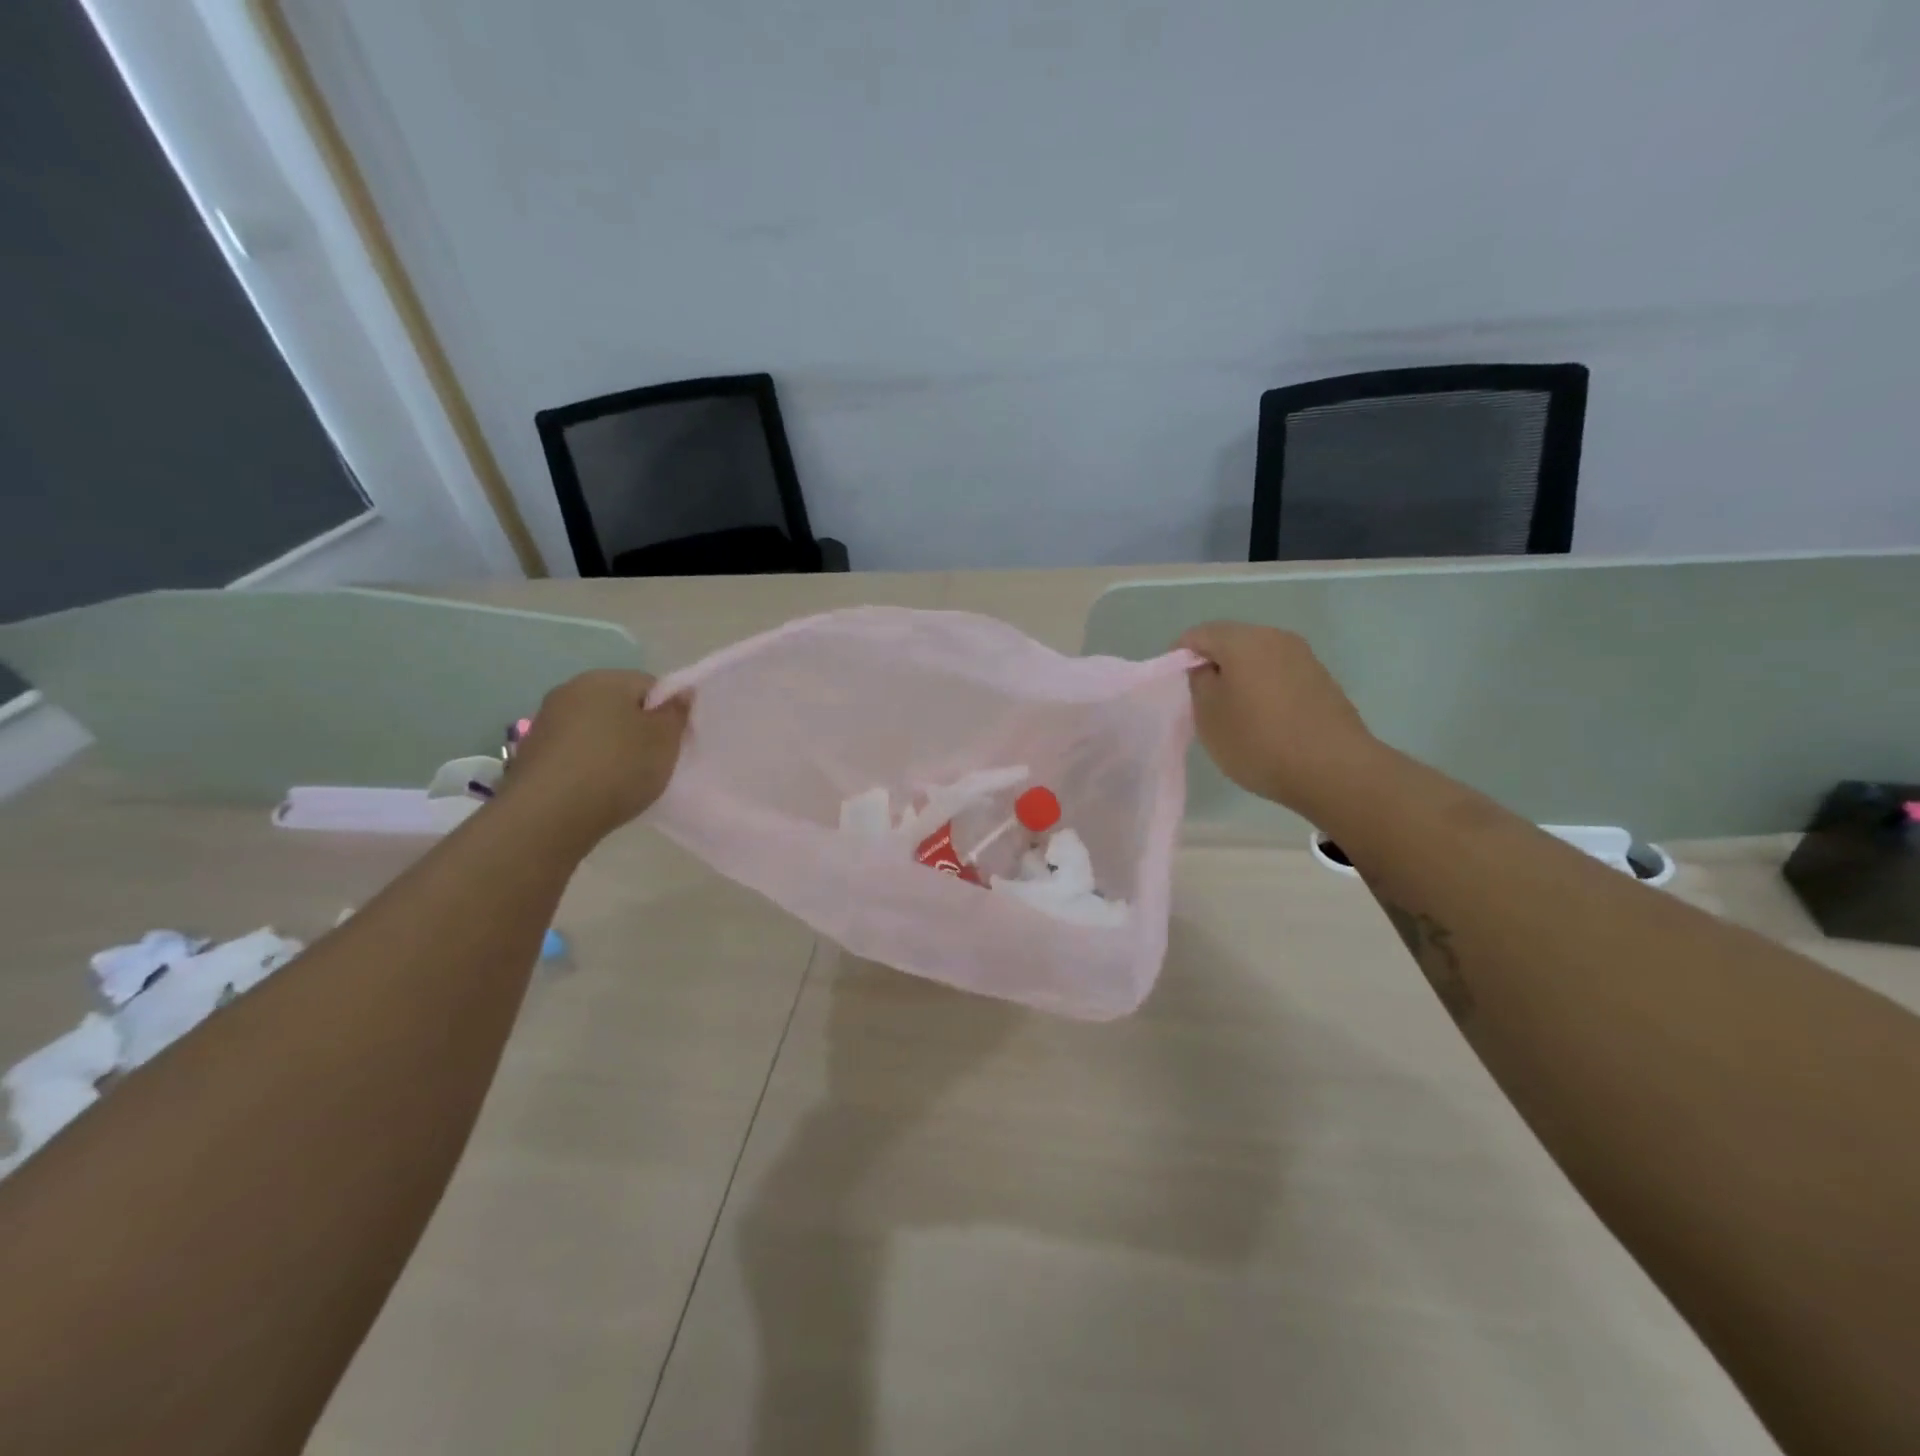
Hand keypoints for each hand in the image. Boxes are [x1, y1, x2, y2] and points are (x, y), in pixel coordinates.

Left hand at [498, 670, 689, 845]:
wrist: (548, 815)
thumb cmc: (618, 768)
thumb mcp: (665, 741)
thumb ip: (677, 712)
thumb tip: (680, 693)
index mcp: (605, 679)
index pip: (650, 686)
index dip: (667, 713)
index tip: (673, 743)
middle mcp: (570, 690)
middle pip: (619, 705)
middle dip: (637, 729)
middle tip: (653, 762)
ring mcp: (546, 721)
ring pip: (595, 729)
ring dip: (611, 747)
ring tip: (623, 780)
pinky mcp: (531, 752)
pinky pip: (573, 751)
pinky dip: (587, 765)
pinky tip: (595, 789)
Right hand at [1178, 622, 1379, 817]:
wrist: (1335, 770)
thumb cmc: (1259, 741)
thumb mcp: (1209, 715)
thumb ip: (1199, 682)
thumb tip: (1206, 667)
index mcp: (1243, 640)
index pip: (1198, 634)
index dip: (1179, 657)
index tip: (1175, 686)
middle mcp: (1276, 638)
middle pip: (1231, 642)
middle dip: (1212, 665)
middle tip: (1201, 701)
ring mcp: (1304, 658)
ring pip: (1258, 659)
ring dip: (1240, 678)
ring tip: (1233, 714)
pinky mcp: (1322, 681)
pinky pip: (1280, 676)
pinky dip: (1265, 690)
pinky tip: (1264, 721)